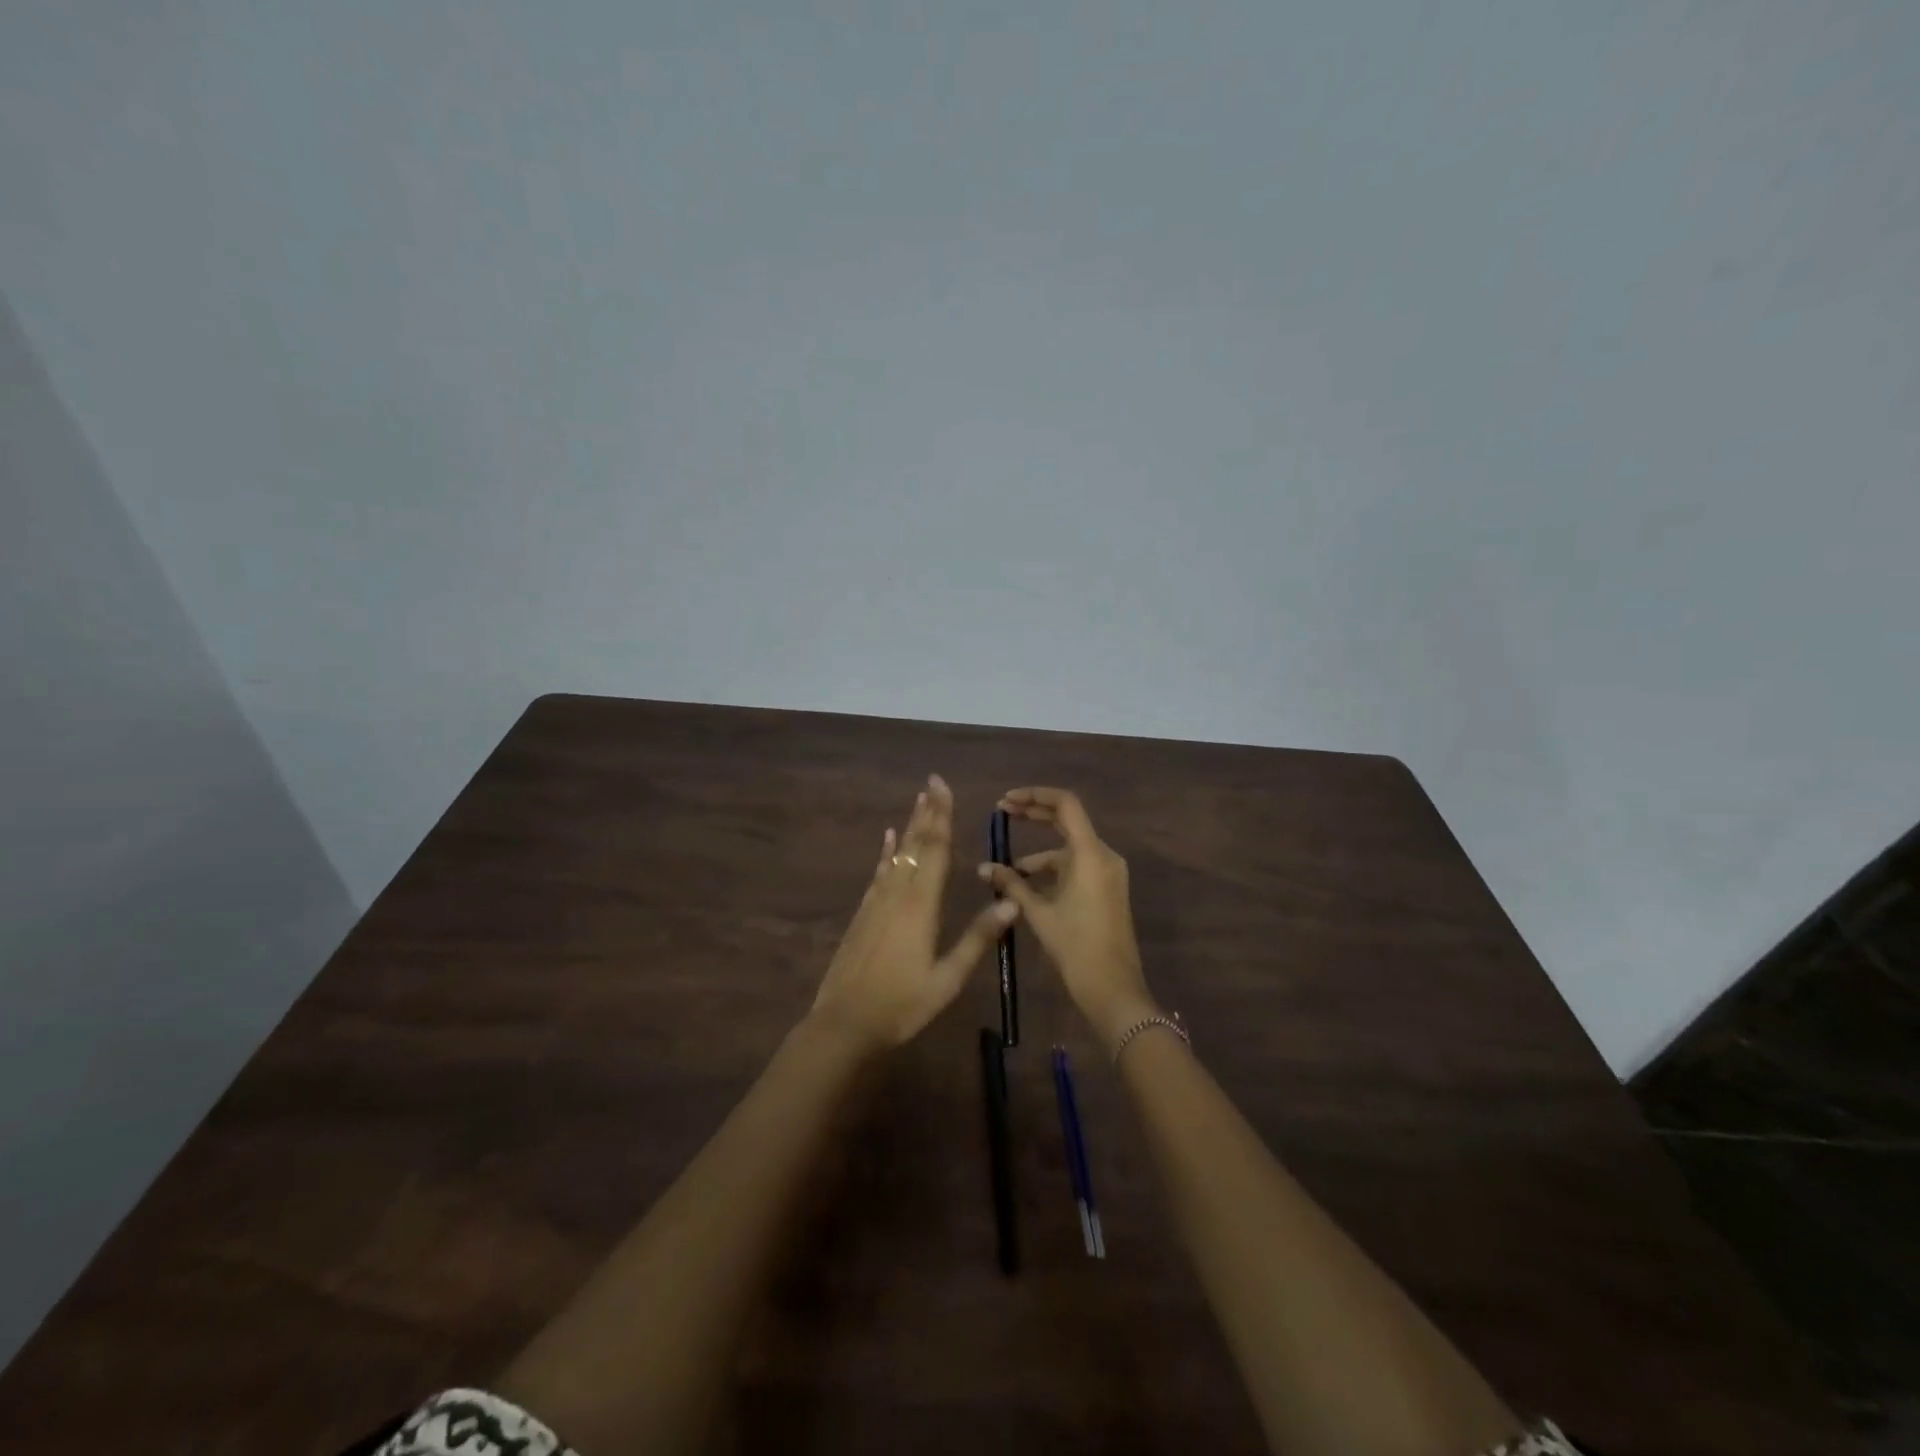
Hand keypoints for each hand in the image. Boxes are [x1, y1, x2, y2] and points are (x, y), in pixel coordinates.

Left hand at [811, 774, 1017, 1054]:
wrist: (844, 1023)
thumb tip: (1011, 902)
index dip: (941, 817)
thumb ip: (977, 939)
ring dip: (910, 826)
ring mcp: (877, 902)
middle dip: (927, 813)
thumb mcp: (947, 979)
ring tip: (918, 801)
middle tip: (932, 782)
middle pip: (916, 845)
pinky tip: (888, 840)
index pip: (935, 850)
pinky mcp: (864, 914)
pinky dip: (886, 853)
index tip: (943, 787)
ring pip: (898, 855)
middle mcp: (898, 894)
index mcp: (921, 906)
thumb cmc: (902, 1005)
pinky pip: (879, 873)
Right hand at [977, 787, 1156, 1045]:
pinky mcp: (1107, 888)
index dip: (1034, 796)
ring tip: (1006, 869)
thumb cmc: (1076, 948)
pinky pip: (1078, 865)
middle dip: (1035, 814)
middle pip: (1068, 820)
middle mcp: (1104, 855)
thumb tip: (984, 867)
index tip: (1006, 801)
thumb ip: (1011, 884)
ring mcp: (1108, 872)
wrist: (1114, 989)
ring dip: (1039, 852)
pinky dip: (1053, 868)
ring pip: (1069, 847)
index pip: (1065, 804)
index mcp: (1090, 854)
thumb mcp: (1039, 913)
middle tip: (1002, 812)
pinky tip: (1028, 885)